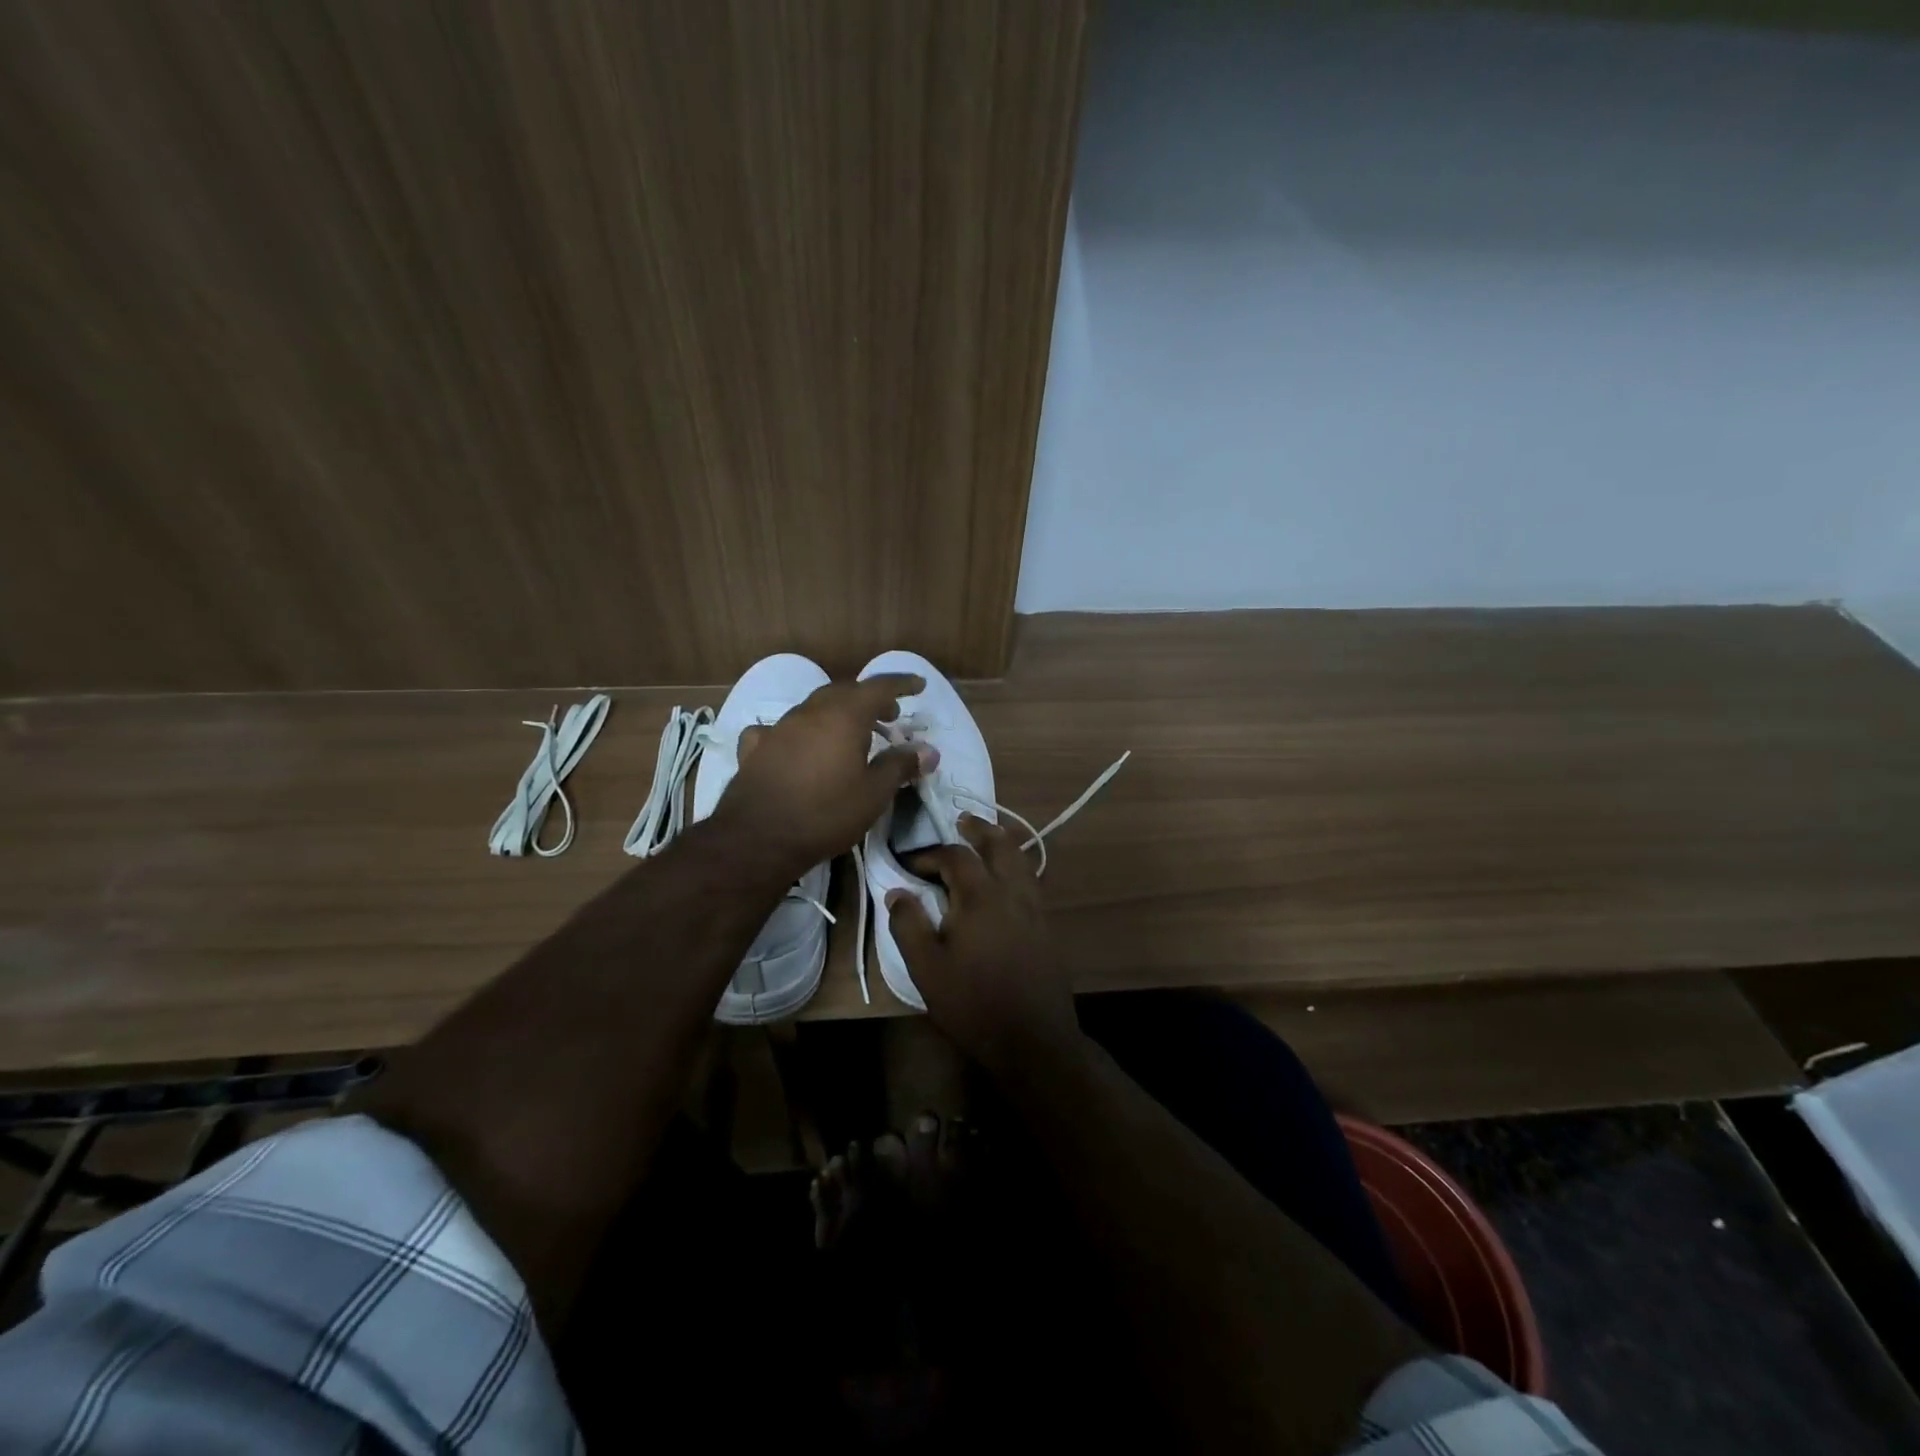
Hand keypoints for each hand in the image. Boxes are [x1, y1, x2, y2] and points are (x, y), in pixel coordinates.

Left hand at [716, 674, 937, 875]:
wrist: (759, 837)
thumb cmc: (827, 813)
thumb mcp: (874, 794)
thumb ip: (901, 766)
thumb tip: (928, 750)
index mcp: (844, 716)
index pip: (879, 687)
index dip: (901, 683)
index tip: (919, 685)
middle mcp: (811, 712)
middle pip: (845, 692)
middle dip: (870, 699)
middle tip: (889, 716)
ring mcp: (780, 727)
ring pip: (813, 707)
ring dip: (836, 713)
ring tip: (850, 734)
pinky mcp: (756, 747)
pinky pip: (780, 729)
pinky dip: (796, 732)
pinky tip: (794, 745)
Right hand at [887, 814, 1080, 1078]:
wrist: (1033, 1039)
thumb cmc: (973, 1003)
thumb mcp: (927, 968)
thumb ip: (909, 925)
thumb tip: (897, 892)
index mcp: (981, 896)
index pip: (955, 857)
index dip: (929, 854)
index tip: (909, 864)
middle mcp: (1012, 892)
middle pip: (999, 844)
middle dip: (979, 829)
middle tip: (962, 821)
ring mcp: (1035, 907)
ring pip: (1021, 860)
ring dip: (1001, 843)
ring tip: (986, 839)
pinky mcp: (1046, 925)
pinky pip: (1031, 880)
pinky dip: (1017, 865)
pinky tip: (1007, 880)